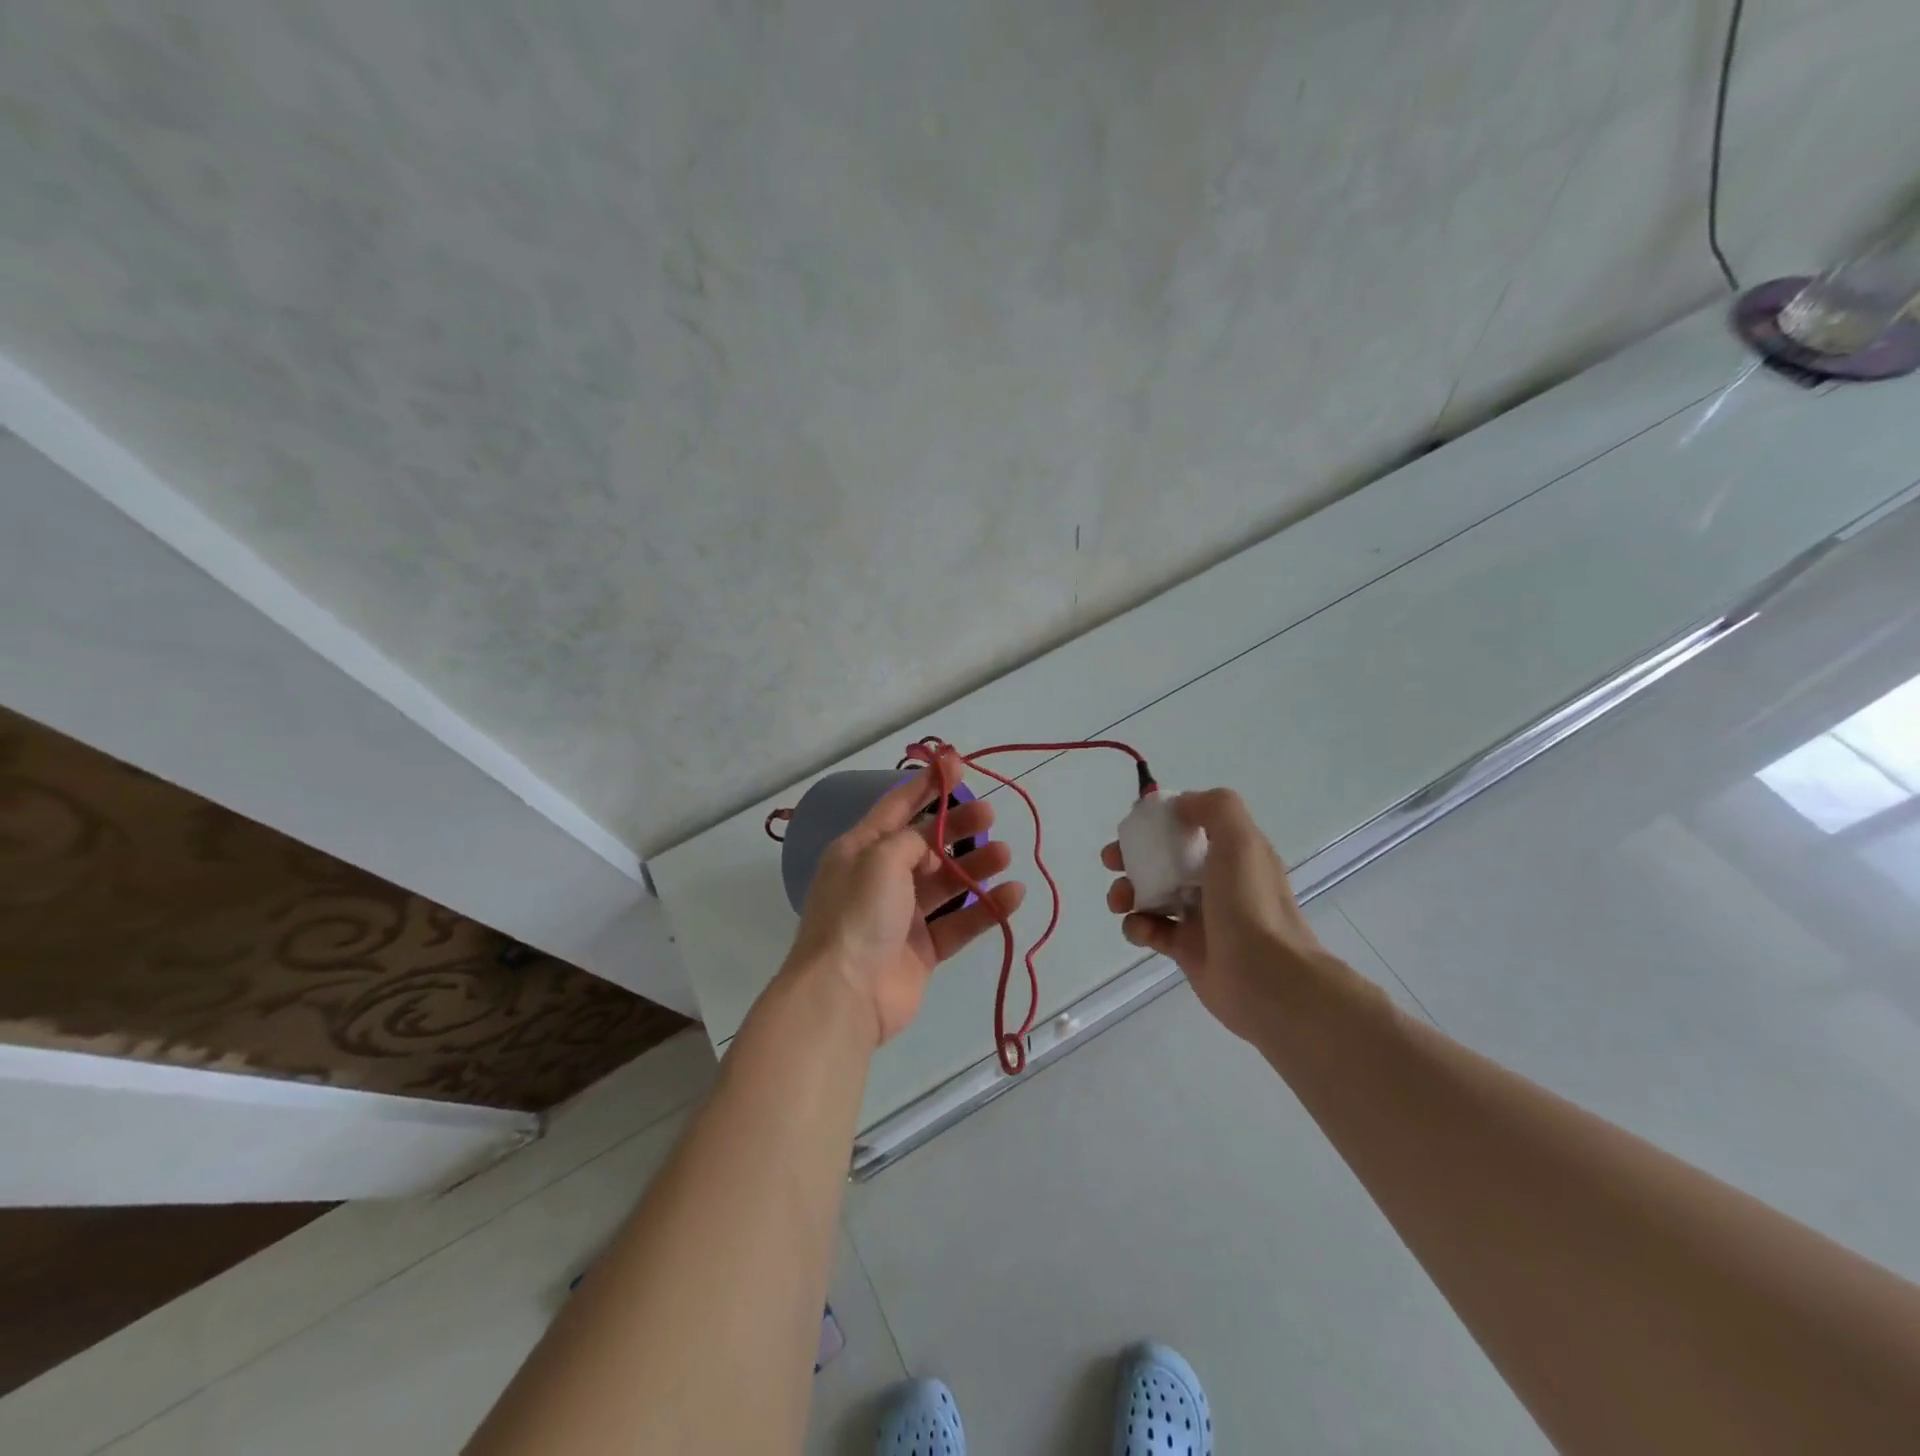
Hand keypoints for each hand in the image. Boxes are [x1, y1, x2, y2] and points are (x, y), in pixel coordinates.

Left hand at [786, 755, 1025, 1047]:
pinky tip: (1012, 895)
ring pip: (946, 882)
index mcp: (860, 850)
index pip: (897, 806)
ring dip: (975, 866)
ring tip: (1006, 854)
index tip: (958, 763)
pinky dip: (985, 908)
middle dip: (957, 826)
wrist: (844, 995)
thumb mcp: (879, 858)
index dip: (927, 785)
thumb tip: (930, 845)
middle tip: (990, 814)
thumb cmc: (858, 914)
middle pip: (926, 844)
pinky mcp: (922, 949)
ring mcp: (902, 916)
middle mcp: (880, 878)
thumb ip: (911, 840)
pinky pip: (958, 922)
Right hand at [1103, 789, 1324, 1039]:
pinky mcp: (1185, 950)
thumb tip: (1180, 805)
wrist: (1267, 980)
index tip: (1134, 826)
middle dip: (1132, 856)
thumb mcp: (1240, 840)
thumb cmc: (1250, 904)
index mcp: (1232, 852)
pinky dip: (1137, 927)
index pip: (1189, 826)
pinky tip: (1140, 929)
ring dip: (1127, 891)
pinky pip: (1151, 930)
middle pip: (1164, 859)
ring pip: (1152, 894)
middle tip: (1111, 860)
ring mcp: (1200, 917)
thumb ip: (1214, 808)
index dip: (1158, 822)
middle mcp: (1216, 881)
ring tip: (1118, 901)